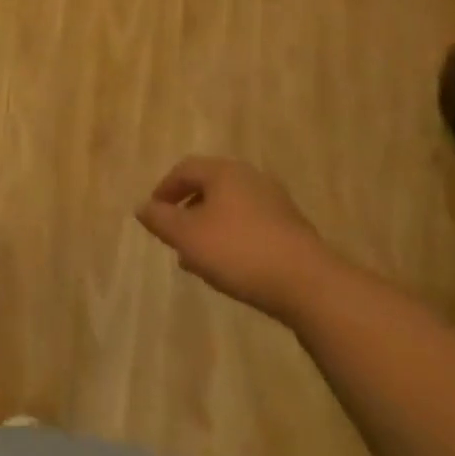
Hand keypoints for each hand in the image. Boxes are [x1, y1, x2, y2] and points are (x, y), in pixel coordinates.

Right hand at [135, 157, 341, 322]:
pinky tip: (229, 267)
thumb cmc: (239, 251)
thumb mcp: (187, 236)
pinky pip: (252, 227)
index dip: (164, 189)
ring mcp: (277, 205)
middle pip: (210, 187)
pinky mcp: (293, 231)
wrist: (311, 286)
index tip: (153, 213)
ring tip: (197, 257)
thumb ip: (160, 219)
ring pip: (231, 210)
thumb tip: (143, 207)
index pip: (185, 169)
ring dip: (209, 228)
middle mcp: (251, 179)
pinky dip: (233, 239)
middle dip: (188, 210)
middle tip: (174, 235)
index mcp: (224, 172)